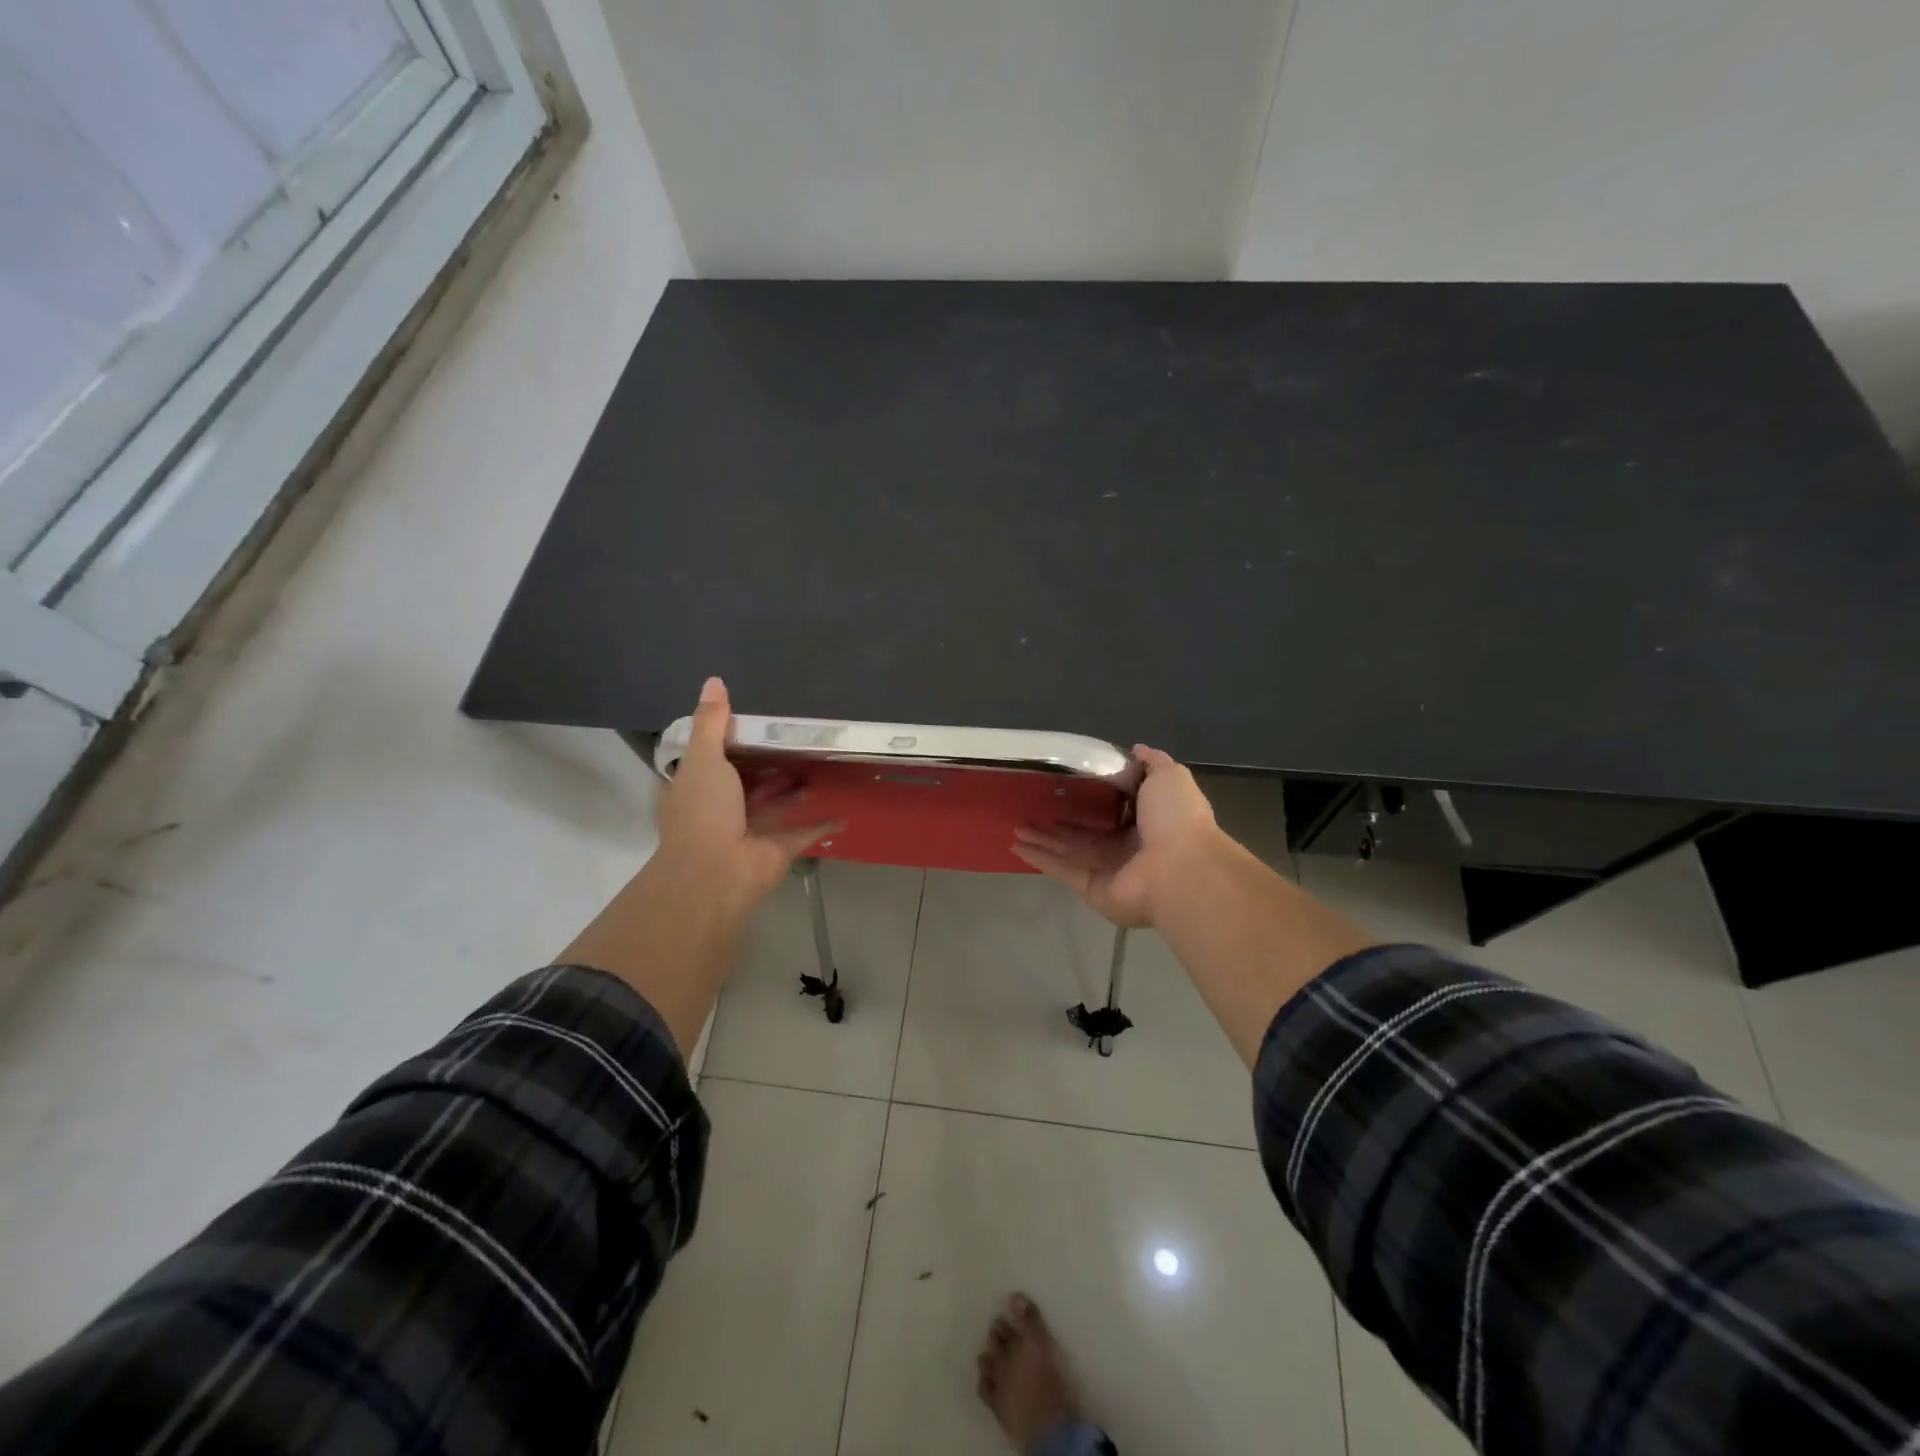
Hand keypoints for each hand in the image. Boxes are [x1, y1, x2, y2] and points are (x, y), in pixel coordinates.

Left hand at [655, 677, 842, 916]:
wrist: (716, 872)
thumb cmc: (704, 811)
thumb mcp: (704, 758)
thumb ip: (711, 722)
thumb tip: (714, 681)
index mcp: (695, 789)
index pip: (708, 761)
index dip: (726, 743)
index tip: (752, 724)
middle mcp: (719, 810)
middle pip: (746, 783)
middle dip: (768, 766)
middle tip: (796, 740)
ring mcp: (749, 831)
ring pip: (775, 805)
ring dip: (794, 790)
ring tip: (821, 765)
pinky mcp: (777, 849)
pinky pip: (803, 832)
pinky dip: (822, 823)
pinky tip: (844, 811)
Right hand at [1012, 746, 1222, 927]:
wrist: (1180, 869)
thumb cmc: (1175, 819)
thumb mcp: (1169, 776)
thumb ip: (1152, 762)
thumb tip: (1136, 748)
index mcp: (1147, 821)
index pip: (1113, 809)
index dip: (1089, 798)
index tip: (1063, 785)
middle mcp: (1127, 847)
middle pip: (1085, 832)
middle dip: (1058, 822)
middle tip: (1031, 807)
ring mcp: (1108, 869)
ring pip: (1069, 850)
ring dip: (1043, 839)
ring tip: (1016, 826)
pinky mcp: (1092, 887)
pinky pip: (1062, 870)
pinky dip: (1040, 859)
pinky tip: (1017, 846)